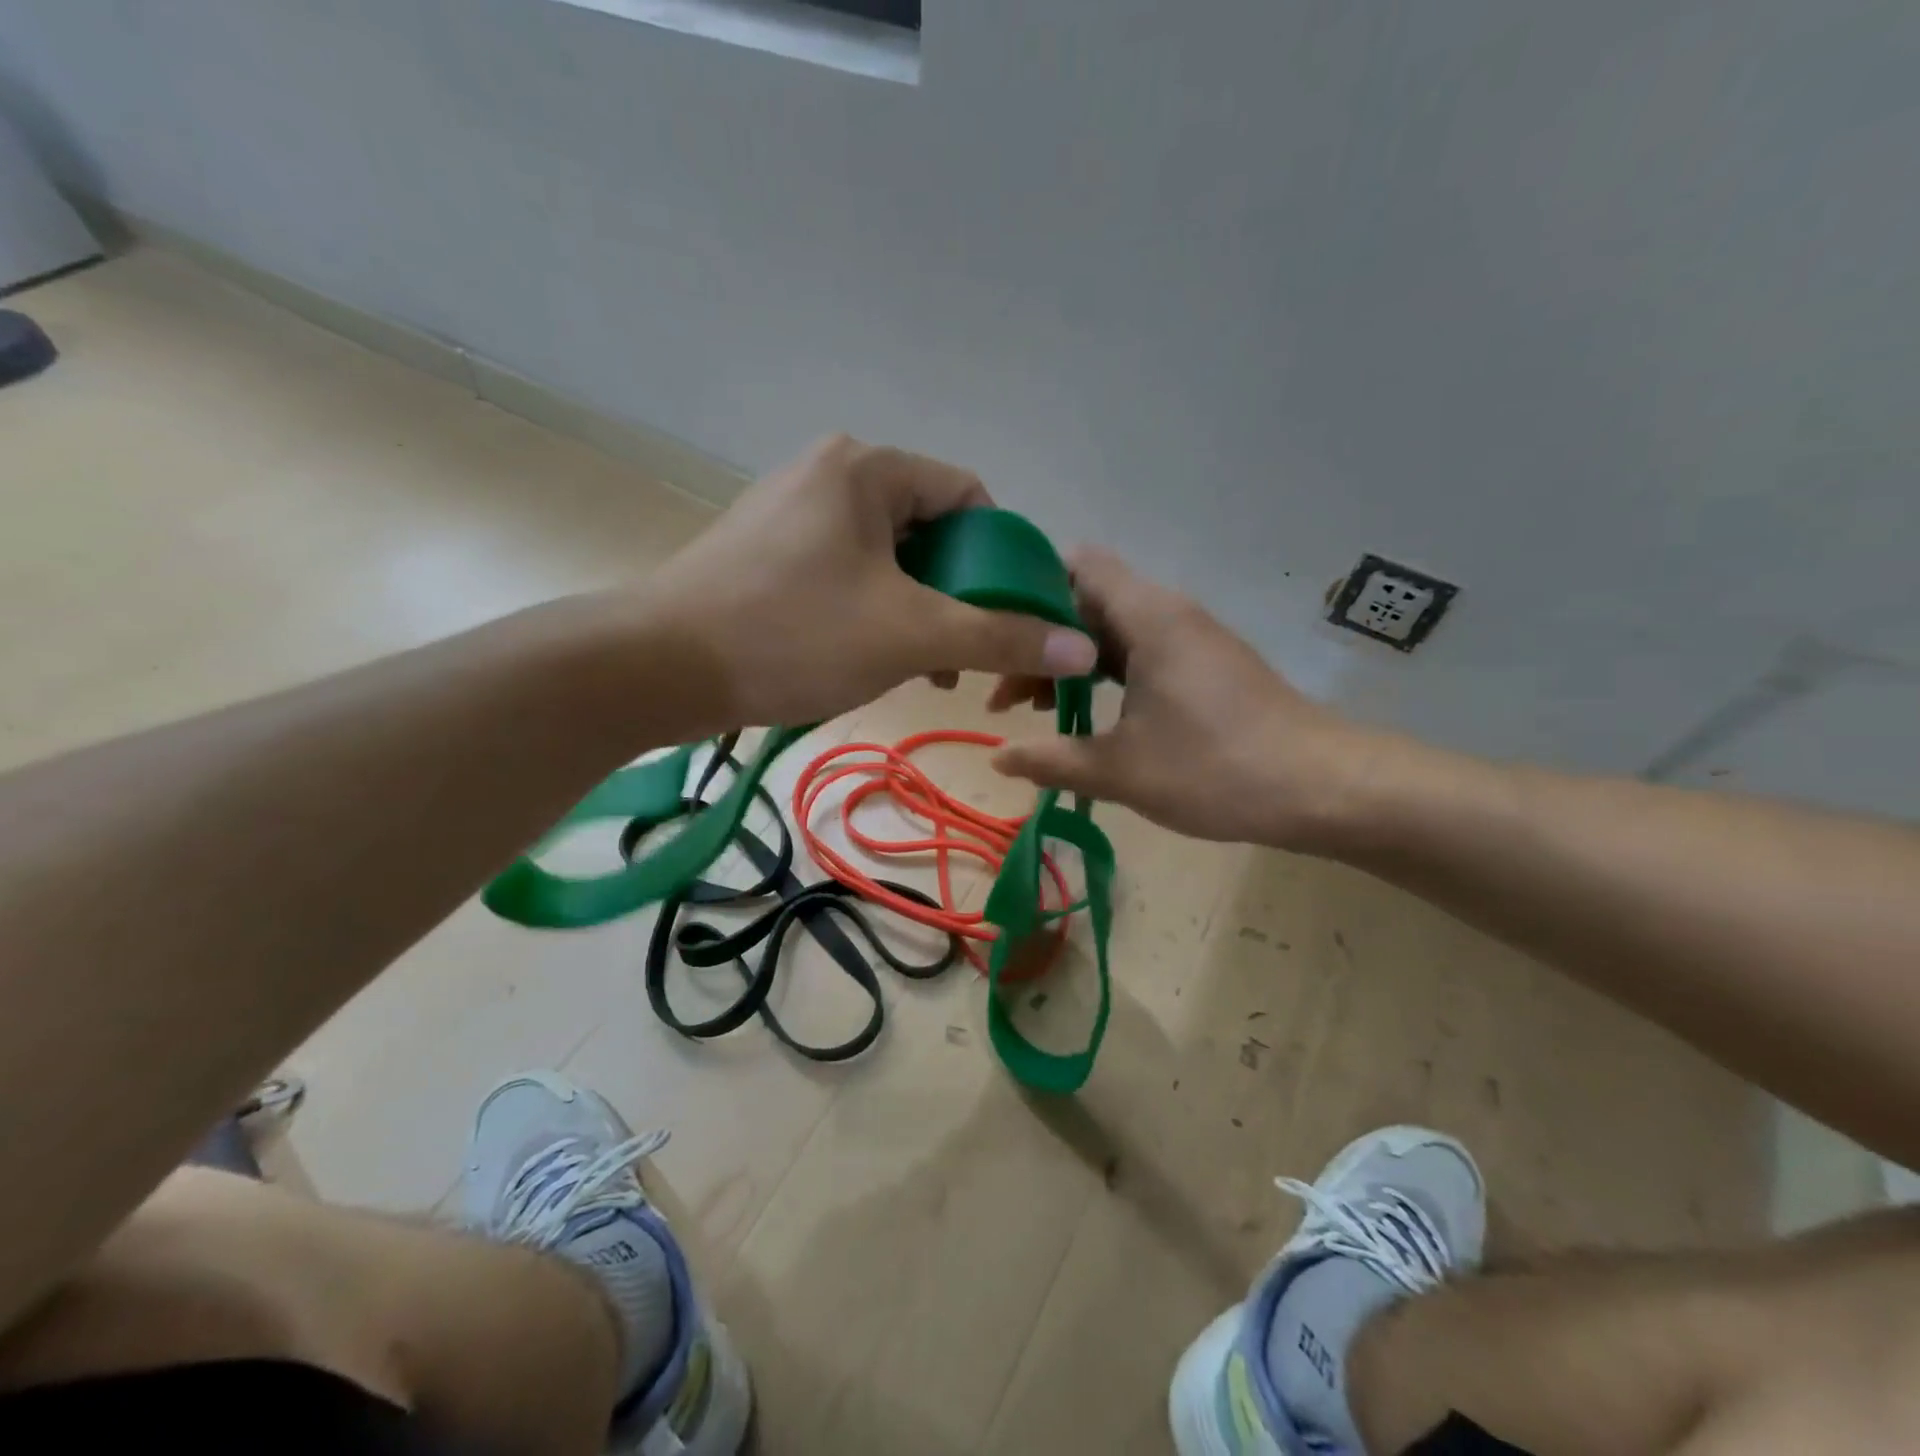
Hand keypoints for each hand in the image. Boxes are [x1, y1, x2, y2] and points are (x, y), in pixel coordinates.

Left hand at [637, 435, 1096, 730]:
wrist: (659, 668)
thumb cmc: (793, 636)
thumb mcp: (911, 635)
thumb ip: (1000, 637)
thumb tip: (1082, 647)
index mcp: (867, 470)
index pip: (969, 496)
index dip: (1001, 558)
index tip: (1008, 616)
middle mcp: (829, 474)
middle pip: (928, 528)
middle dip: (957, 593)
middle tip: (965, 653)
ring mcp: (791, 512)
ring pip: (887, 557)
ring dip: (917, 608)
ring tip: (924, 667)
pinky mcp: (765, 551)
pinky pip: (844, 572)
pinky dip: (873, 610)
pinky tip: (871, 656)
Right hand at [990, 550, 1387, 848]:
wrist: (1324, 788)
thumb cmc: (1217, 768)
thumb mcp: (1121, 770)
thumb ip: (1051, 759)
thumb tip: (996, 759)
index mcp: (1148, 616)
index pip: (1077, 564)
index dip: (1029, 588)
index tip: (995, 633)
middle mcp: (1169, 613)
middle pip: (1088, 602)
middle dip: (1041, 641)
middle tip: (1004, 695)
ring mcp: (1191, 639)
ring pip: (1113, 633)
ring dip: (1072, 664)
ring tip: (1035, 710)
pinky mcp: (1205, 666)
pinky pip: (1140, 654)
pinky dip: (1105, 677)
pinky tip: (1088, 718)